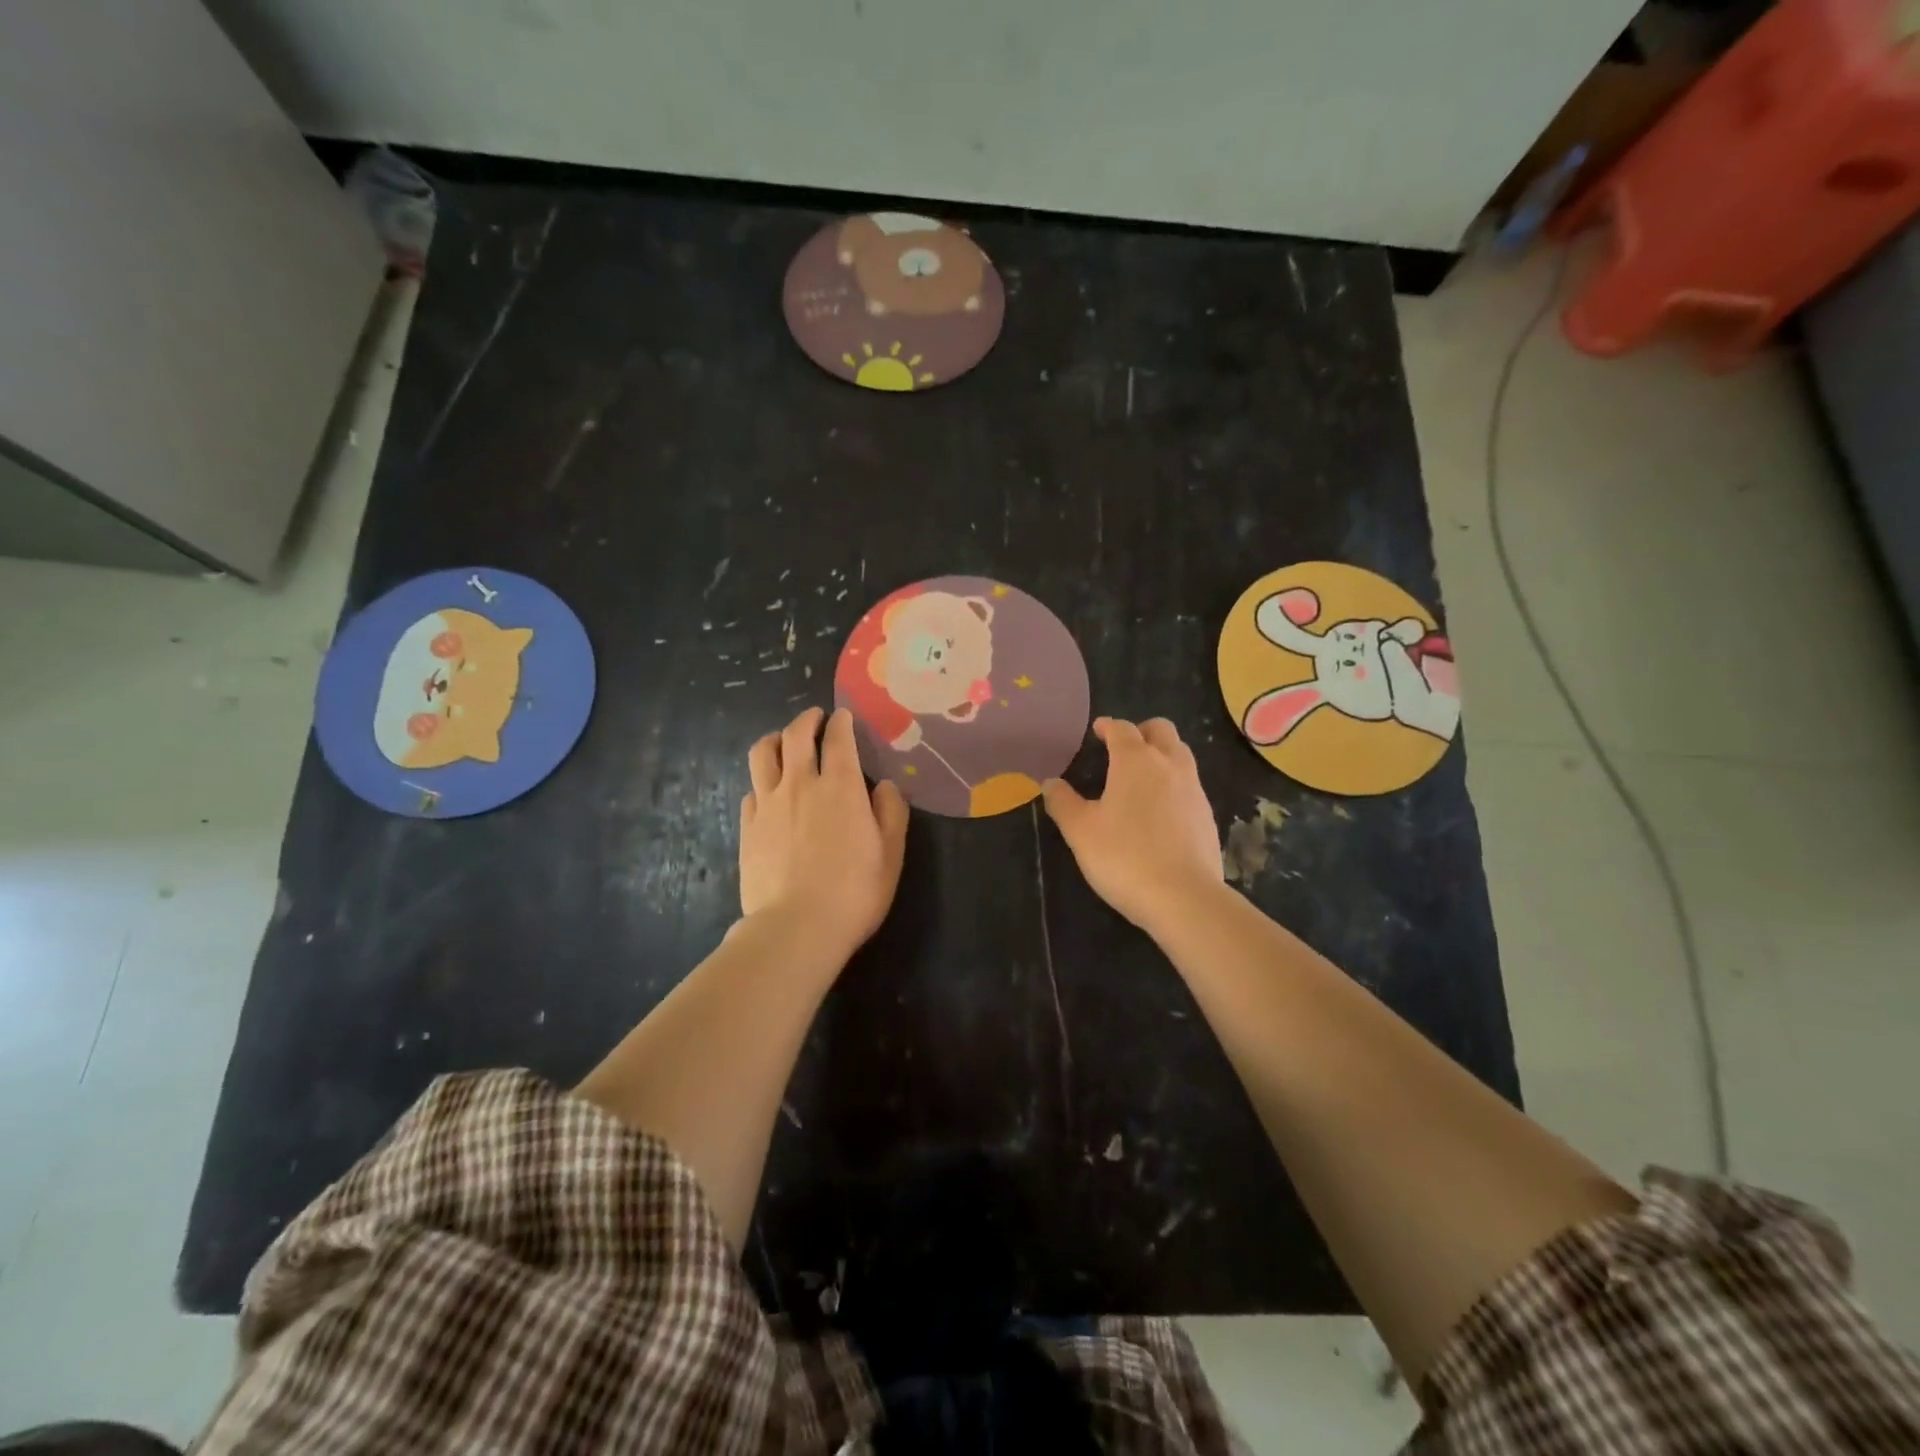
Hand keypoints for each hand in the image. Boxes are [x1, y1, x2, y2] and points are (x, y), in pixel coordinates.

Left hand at [740, 707, 908, 958]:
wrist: (796, 927)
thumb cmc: (854, 891)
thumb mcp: (891, 853)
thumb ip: (891, 812)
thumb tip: (886, 785)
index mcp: (840, 786)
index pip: (838, 739)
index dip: (842, 722)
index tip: (844, 717)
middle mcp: (800, 784)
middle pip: (795, 735)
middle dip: (806, 720)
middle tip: (815, 719)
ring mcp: (768, 804)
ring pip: (762, 754)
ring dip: (774, 739)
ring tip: (782, 742)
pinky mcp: (748, 827)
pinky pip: (751, 790)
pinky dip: (762, 781)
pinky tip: (769, 792)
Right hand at [1042, 717, 1222, 933]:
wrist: (1184, 897)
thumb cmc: (1123, 856)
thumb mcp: (1080, 831)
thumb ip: (1063, 802)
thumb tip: (1051, 783)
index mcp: (1135, 761)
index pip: (1122, 729)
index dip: (1108, 726)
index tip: (1098, 730)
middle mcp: (1169, 765)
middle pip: (1161, 730)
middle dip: (1142, 731)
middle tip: (1124, 747)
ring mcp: (1194, 789)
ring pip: (1181, 754)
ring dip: (1162, 754)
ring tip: (1142, 776)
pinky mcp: (1207, 815)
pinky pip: (1190, 785)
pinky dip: (1174, 784)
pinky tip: (1160, 810)